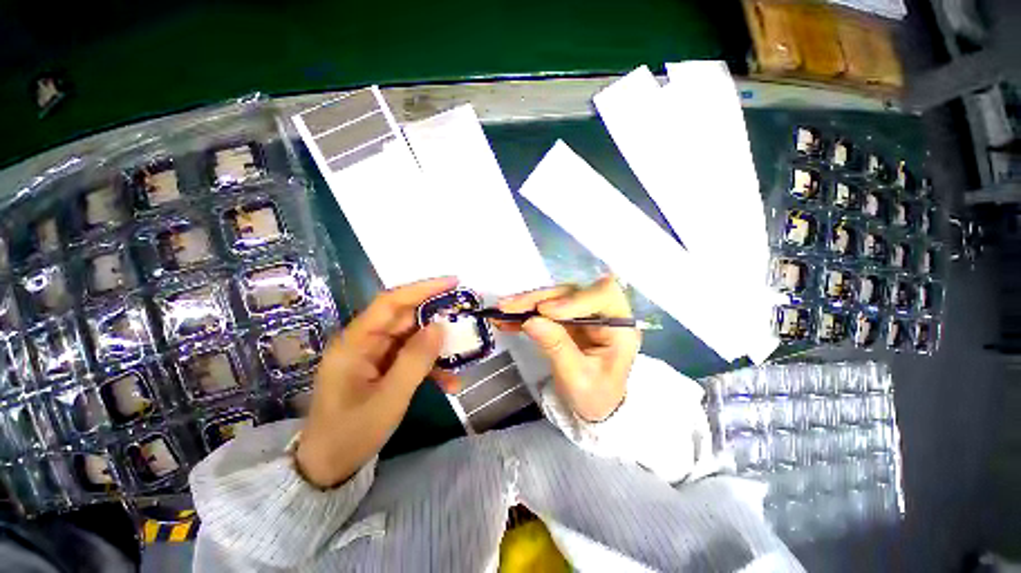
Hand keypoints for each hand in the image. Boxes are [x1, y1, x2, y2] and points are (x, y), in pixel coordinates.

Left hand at [295, 276, 457, 487]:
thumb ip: (415, 360)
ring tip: (464, 352)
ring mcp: (374, 355)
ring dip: (438, 346)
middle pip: (405, 318)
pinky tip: (450, 382)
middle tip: (467, 313)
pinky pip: (412, 358)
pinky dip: (431, 366)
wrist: (329, 468)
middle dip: (437, 315)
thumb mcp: (389, 399)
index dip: (422, 288)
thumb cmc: (351, 434)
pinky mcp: (383, 368)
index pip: (391, 302)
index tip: (453, 282)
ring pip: (413, 338)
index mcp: (355, 343)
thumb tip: (440, 326)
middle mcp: (364, 342)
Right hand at [496, 276, 640, 421]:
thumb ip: (556, 347)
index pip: (603, 297)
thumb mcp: (577, 378)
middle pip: (572, 293)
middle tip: (509, 307)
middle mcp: (603, 312)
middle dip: (539, 299)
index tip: (545, 311)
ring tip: (502, 310)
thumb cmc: (594, 396)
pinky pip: (545, 309)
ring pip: (555, 297)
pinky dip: (525, 312)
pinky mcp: (567, 317)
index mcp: (620, 327)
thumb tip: (531, 320)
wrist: (593, 404)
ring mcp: (584, 313)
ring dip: (527, 303)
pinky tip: (506, 318)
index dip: (573, 299)